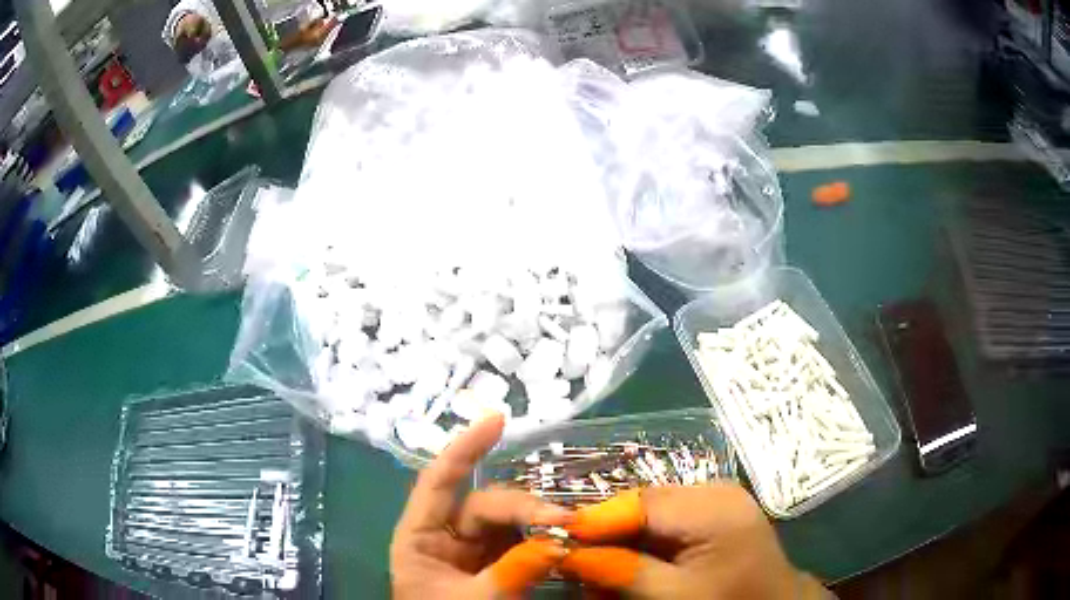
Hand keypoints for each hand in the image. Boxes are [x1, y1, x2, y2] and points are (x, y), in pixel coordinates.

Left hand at [391, 414, 571, 598]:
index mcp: (419, 538)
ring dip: (538, 519)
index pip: (438, 482)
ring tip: (569, 525)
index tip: (498, 419)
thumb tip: (556, 541)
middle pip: (484, 505)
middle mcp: (445, 537)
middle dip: (523, 506)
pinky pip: (522, 542)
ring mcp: (473, 552)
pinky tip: (564, 537)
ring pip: (508, 522)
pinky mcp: (497, 565)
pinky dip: (543, 538)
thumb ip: (512, 572)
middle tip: (563, 518)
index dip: (464, 448)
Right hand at [559, 485, 828, 598]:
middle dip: (604, 536)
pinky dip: (639, 545)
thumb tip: (566, 553)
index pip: (639, 503)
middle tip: (575, 564)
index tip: (553, 537)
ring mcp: (714, 499)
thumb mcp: (673, 595)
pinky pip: (663, 522)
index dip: (593, 520)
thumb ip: (621, 571)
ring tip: (600, 574)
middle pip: (640, 505)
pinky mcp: (711, 512)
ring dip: (619, 543)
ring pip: (647, 514)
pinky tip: (628, 568)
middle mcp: (713, 490)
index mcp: (714, 506)